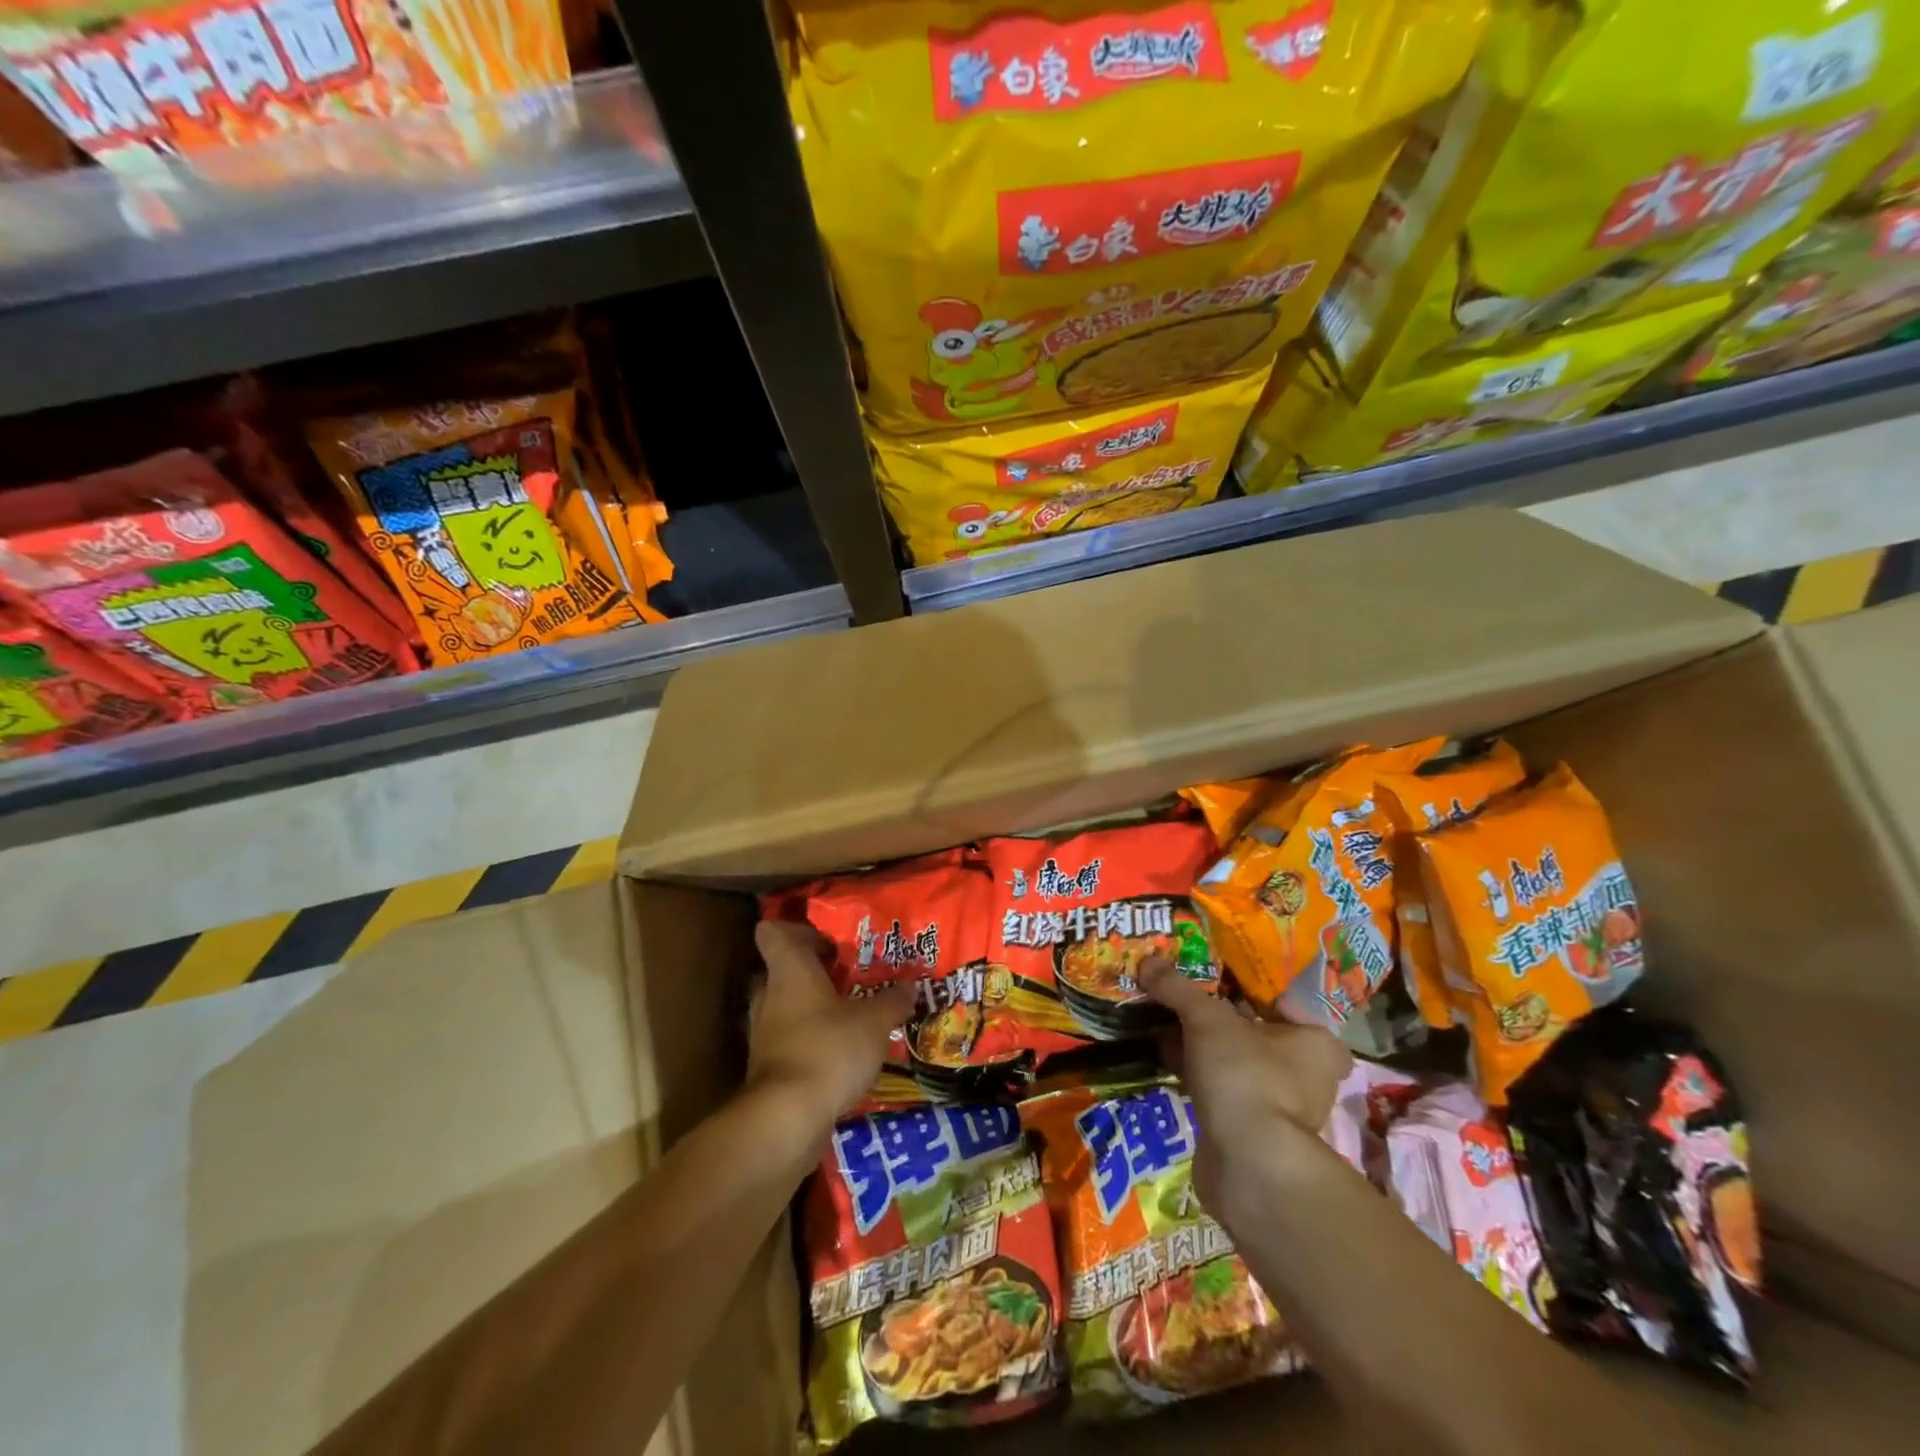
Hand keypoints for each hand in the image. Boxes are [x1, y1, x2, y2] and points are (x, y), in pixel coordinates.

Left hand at [746, 921, 916, 1132]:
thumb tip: (911, 986)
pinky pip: (789, 1042)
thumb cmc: (829, 1049)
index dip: (798, 930)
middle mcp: (770, 996)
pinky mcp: (767, 1069)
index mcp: (790, 971)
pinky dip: (810, 1043)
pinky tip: (841, 1054)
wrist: (786, 1120)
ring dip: (812, 1010)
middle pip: (781, 970)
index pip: (773, 933)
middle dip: (811, 972)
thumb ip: (893, 1001)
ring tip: (850, 1016)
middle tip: (847, 976)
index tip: (828, 940)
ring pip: (785, 1008)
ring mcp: (764, 1034)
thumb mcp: (874, 1022)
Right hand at [1143, 958, 1351, 1212]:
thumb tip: (1148, 959)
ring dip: (1202, 1046)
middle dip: (1215, 1016)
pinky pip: (1220, 1088)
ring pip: (1234, 1061)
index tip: (1207, 974)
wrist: (1250, 1166)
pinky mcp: (1251, 1131)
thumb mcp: (1207, 1019)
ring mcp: (1279, 1106)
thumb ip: (1178, 988)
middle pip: (1253, 1030)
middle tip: (1179, 994)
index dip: (1242, 985)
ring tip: (1163, 1021)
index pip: (1279, 1000)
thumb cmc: (1246, 1076)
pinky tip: (1165, 1056)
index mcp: (1316, 1042)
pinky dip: (1196, 1073)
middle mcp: (1307, 1074)